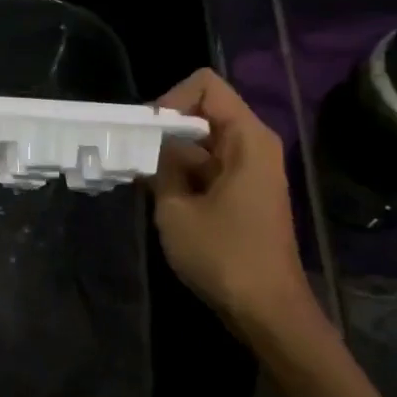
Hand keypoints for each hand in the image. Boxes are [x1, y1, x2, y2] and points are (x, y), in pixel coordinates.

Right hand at [150, 68, 323, 344]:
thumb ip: (160, 168)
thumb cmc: (224, 255)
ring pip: (200, 142)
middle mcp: (252, 145)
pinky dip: (181, 174)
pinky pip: (207, 167)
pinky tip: (155, 195)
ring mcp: (249, 170)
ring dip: (168, 155)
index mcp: (246, 138)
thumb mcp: (176, 209)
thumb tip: (149, 149)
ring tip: (135, 177)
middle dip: (164, 129)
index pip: (205, 85)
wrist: (267, 310)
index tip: (147, 135)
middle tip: (130, 154)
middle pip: (202, 112)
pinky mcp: (242, 193)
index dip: (170, 100)